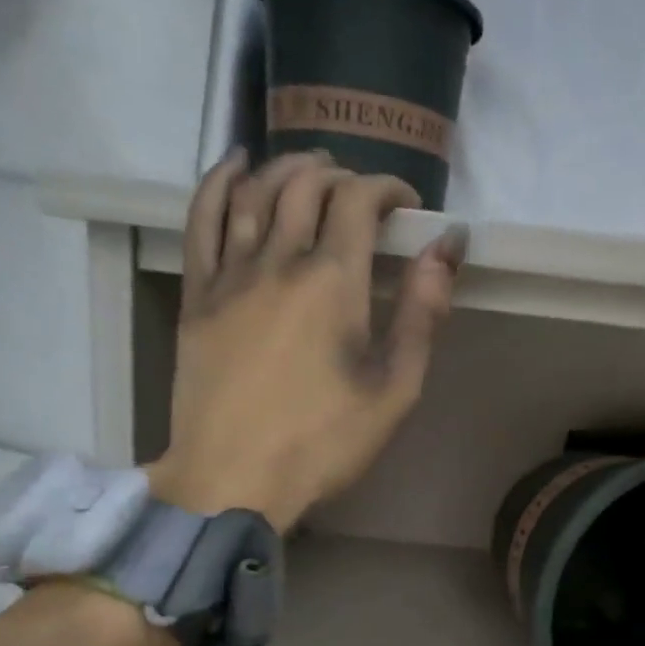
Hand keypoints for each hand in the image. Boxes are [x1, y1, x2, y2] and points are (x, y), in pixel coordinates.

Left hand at [146, 151, 463, 531]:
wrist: (233, 479)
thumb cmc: (324, 442)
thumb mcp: (395, 389)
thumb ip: (422, 313)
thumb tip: (447, 245)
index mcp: (333, 283)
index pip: (358, 201)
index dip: (387, 189)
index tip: (406, 207)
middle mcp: (279, 262)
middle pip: (305, 187)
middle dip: (340, 175)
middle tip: (361, 192)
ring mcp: (230, 275)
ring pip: (253, 192)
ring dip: (285, 169)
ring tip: (310, 170)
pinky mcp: (197, 295)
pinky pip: (201, 220)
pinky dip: (219, 183)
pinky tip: (235, 167)